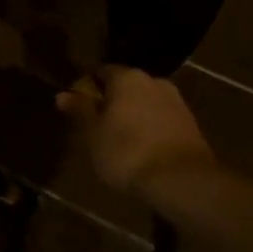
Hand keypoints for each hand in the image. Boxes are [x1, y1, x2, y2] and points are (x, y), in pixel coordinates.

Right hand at [56, 66, 215, 195]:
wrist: (180, 179)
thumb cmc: (126, 151)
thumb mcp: (93, 133)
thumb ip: (80, 110)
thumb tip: (63, 94)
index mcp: (127, 78)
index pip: (101, 72)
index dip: (87, 87)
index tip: (77, 106)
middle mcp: (154, 81)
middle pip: (126, 87)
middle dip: (111, 101)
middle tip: (96, 124)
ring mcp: (176, 102)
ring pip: (145, 103)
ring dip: (132, 115)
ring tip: (118, 140)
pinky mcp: (190, 124)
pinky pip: (160, 119)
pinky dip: (149, 128)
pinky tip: (141, 148)